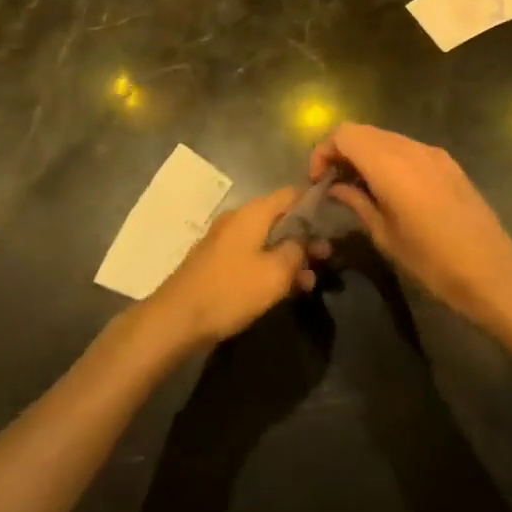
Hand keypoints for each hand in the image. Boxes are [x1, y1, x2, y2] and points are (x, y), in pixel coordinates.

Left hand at [146, 188, 327, 347]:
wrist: (177, 317)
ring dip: (289, 256)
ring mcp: (225, 238)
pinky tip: (283, 290)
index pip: (291, 193)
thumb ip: (297, 250)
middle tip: (325, 259)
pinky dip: (270, 265)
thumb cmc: (231, 290)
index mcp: (254, 212)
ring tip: (308, 283)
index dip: (315, 204)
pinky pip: (252, 254)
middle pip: (280, 217)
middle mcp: (239, 217)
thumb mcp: (275, 273)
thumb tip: (305, 239)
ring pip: (267, 239)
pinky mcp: (217, 260)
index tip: (334, 221)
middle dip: (305, 237)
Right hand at [310, 124, 511, 321]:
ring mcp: (432, 152)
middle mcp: (410, 149)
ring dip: (366, 154)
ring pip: (386, 138)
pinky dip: (389, 158)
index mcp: (389, 165)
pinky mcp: (447, 162)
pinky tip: (391, 189)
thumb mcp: (386, 237)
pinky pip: (408, 148)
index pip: (344, 134)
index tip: (319, 181)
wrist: (492, 270)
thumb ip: (358, 203)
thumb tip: (337, 188)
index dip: (324, 151)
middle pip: (363, 132)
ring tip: (360, 188)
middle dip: (343, 151)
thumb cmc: (433, 261)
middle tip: (334, 184)